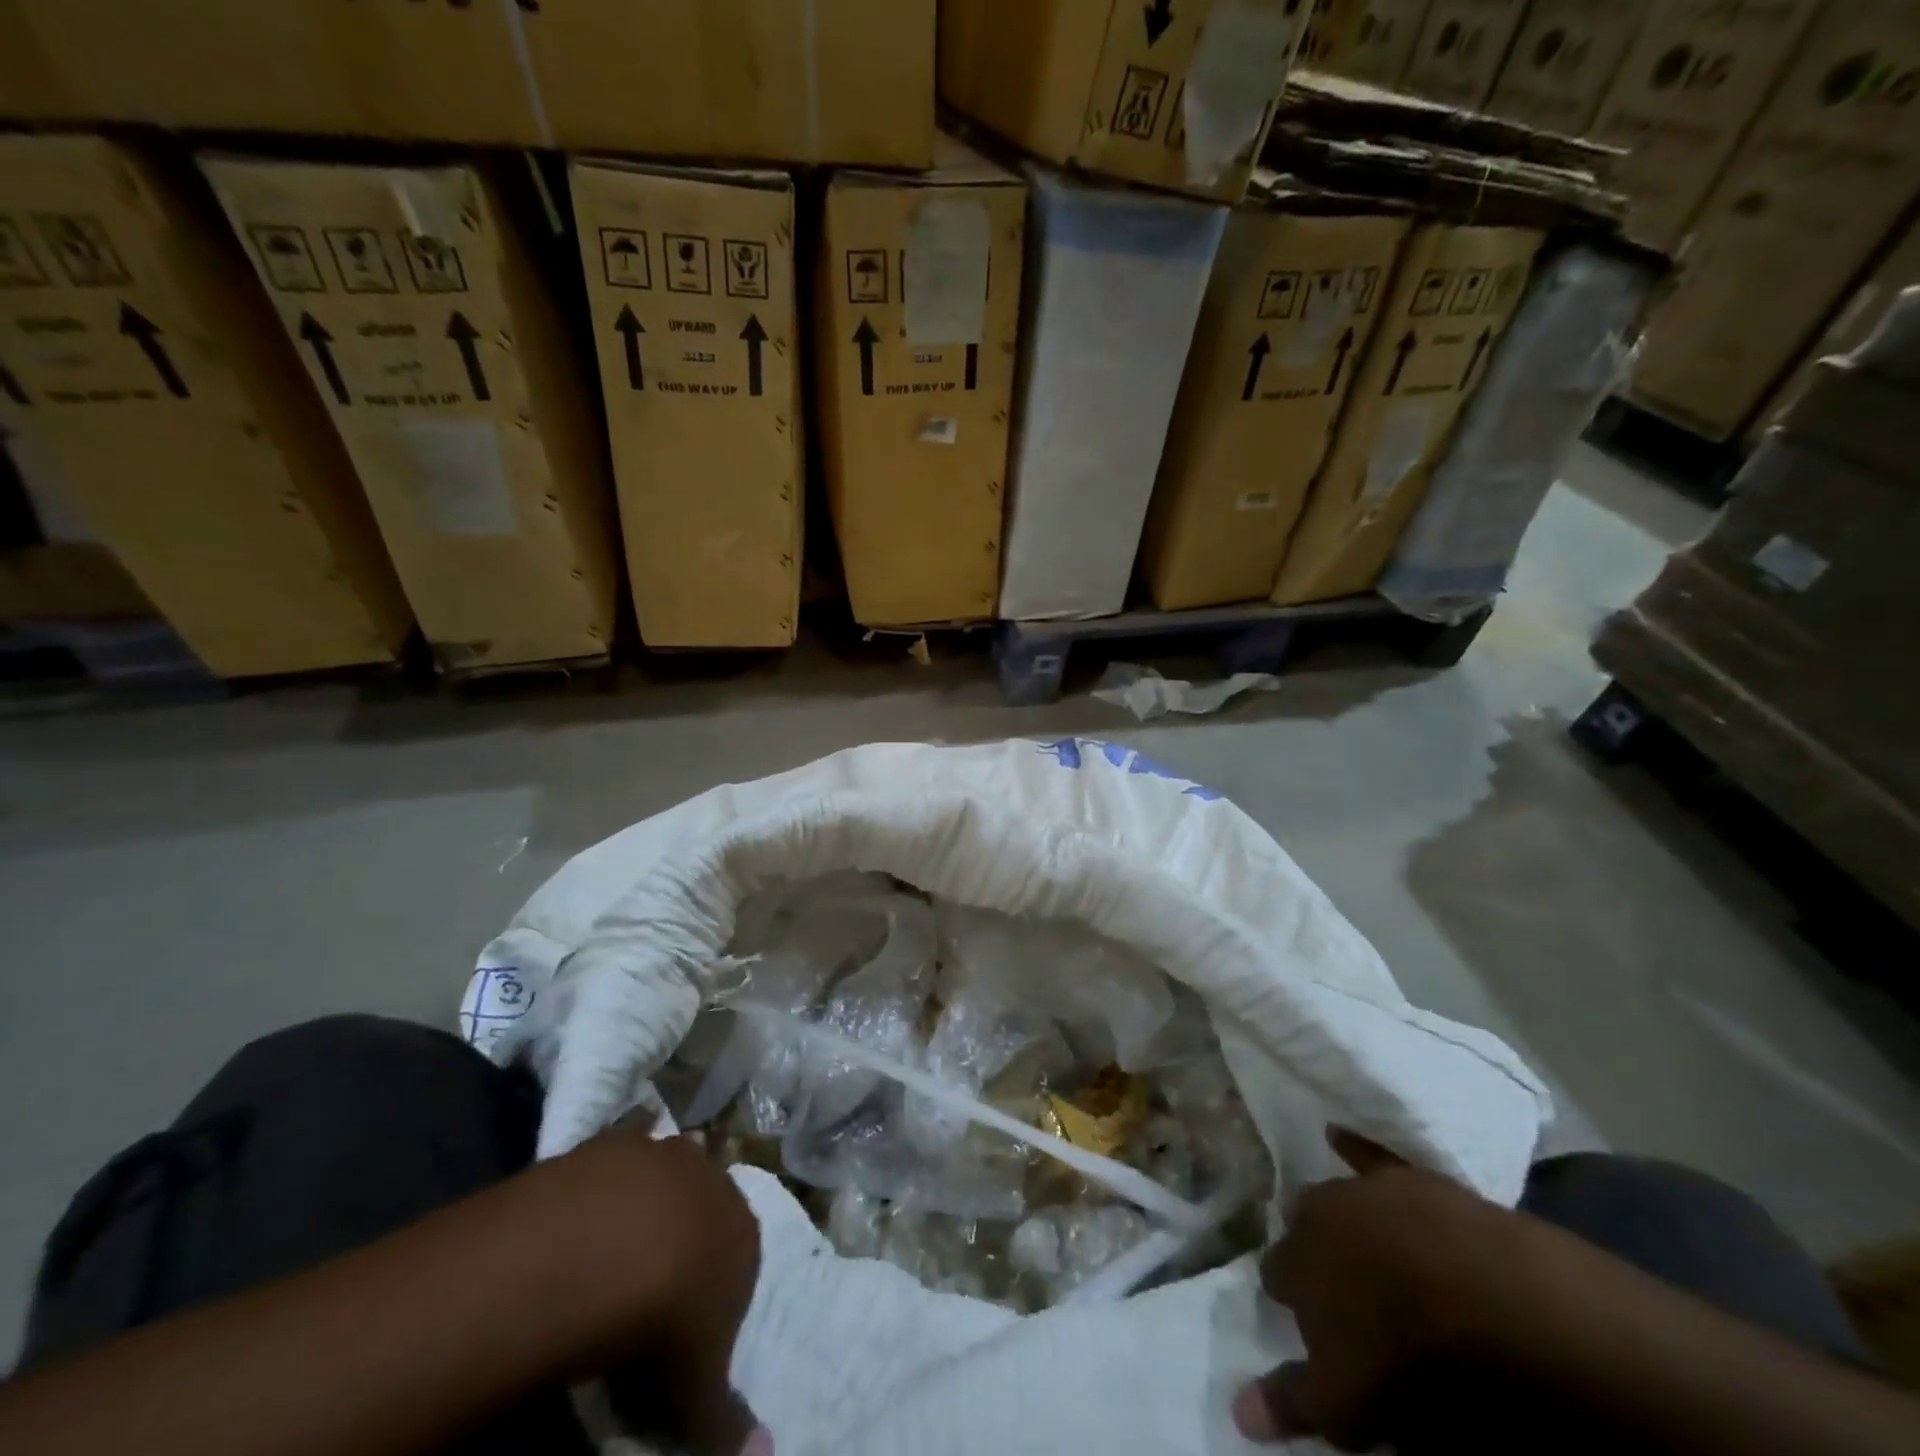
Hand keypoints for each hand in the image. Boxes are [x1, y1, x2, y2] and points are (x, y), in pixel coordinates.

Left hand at [532, 1128, 763, 1454]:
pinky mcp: (622, 1140)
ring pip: (668, 1176)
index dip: (707, 1302)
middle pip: (703, 1215)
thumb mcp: (693, 1388)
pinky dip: (619, 1160)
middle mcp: (716, 1184)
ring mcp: (669, 1154)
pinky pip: (628, 1144)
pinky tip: (597, 1189)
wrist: (608, 1249)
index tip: (675, 1339)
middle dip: (683, 1245)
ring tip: (611, 1251)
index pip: (735, 1266)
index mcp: (744, 1236)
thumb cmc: (664, 1323)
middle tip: (641, 1294)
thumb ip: (725, 1419)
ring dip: (652, 1201)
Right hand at [1233, 1128, 1526, 1449]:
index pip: (1275, 1274)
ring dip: (1340, 1218)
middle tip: (1340, 1284)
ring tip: (1360, 1243)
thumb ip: (1291, 1400)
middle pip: (1302, 1229)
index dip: (1291, 1298)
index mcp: (1295, 1263)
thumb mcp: (1347, 1400)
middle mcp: (1314, 1216)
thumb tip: (1236, 1411)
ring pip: (1334, 1198)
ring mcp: (1360, 1190)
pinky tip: (1336, 1134)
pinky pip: (1367, 1151)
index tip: (1306, 1319)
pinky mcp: (1404, 1175)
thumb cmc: (1407, 1357)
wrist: (1484, 1297)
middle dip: (1313, 1250)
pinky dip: (1350, 1144)